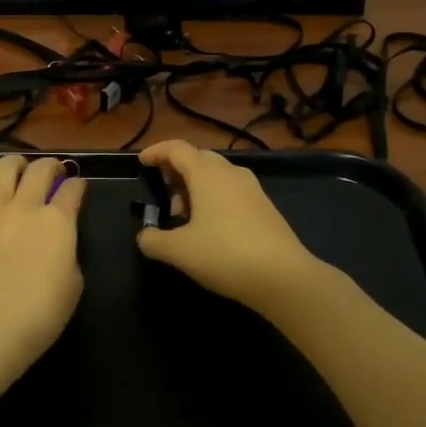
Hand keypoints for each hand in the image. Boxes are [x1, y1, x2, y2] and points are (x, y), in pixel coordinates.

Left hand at [0, 155, 86, 389]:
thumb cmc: (41, 314)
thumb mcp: (74, 282)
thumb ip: (68, 250)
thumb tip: (58, 240)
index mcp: (59, 221)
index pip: (73, 189)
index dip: (78, 186)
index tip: (77, 189)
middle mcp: (26, 206)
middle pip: (40, 168)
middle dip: (51, 166)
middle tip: (52, 173)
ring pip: (3, 167)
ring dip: (15, 165)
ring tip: (17, 172)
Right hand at [136, 141, 327, 314]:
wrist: (284, 277)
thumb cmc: (225, 255)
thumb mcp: (179, 251)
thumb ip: (154, 241)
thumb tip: (144, 236)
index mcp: (207, 174)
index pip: (177, 149)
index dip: (157, 152)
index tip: (142, 162)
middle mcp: (231, 173)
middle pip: (199, 158)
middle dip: (177, 169)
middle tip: (162, 189)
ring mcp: (252, 189)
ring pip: (218, 175)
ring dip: (196, 186)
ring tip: (182, 213)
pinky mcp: (265, 208)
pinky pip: (232, 191)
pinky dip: (214, 198)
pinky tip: (209, 226)